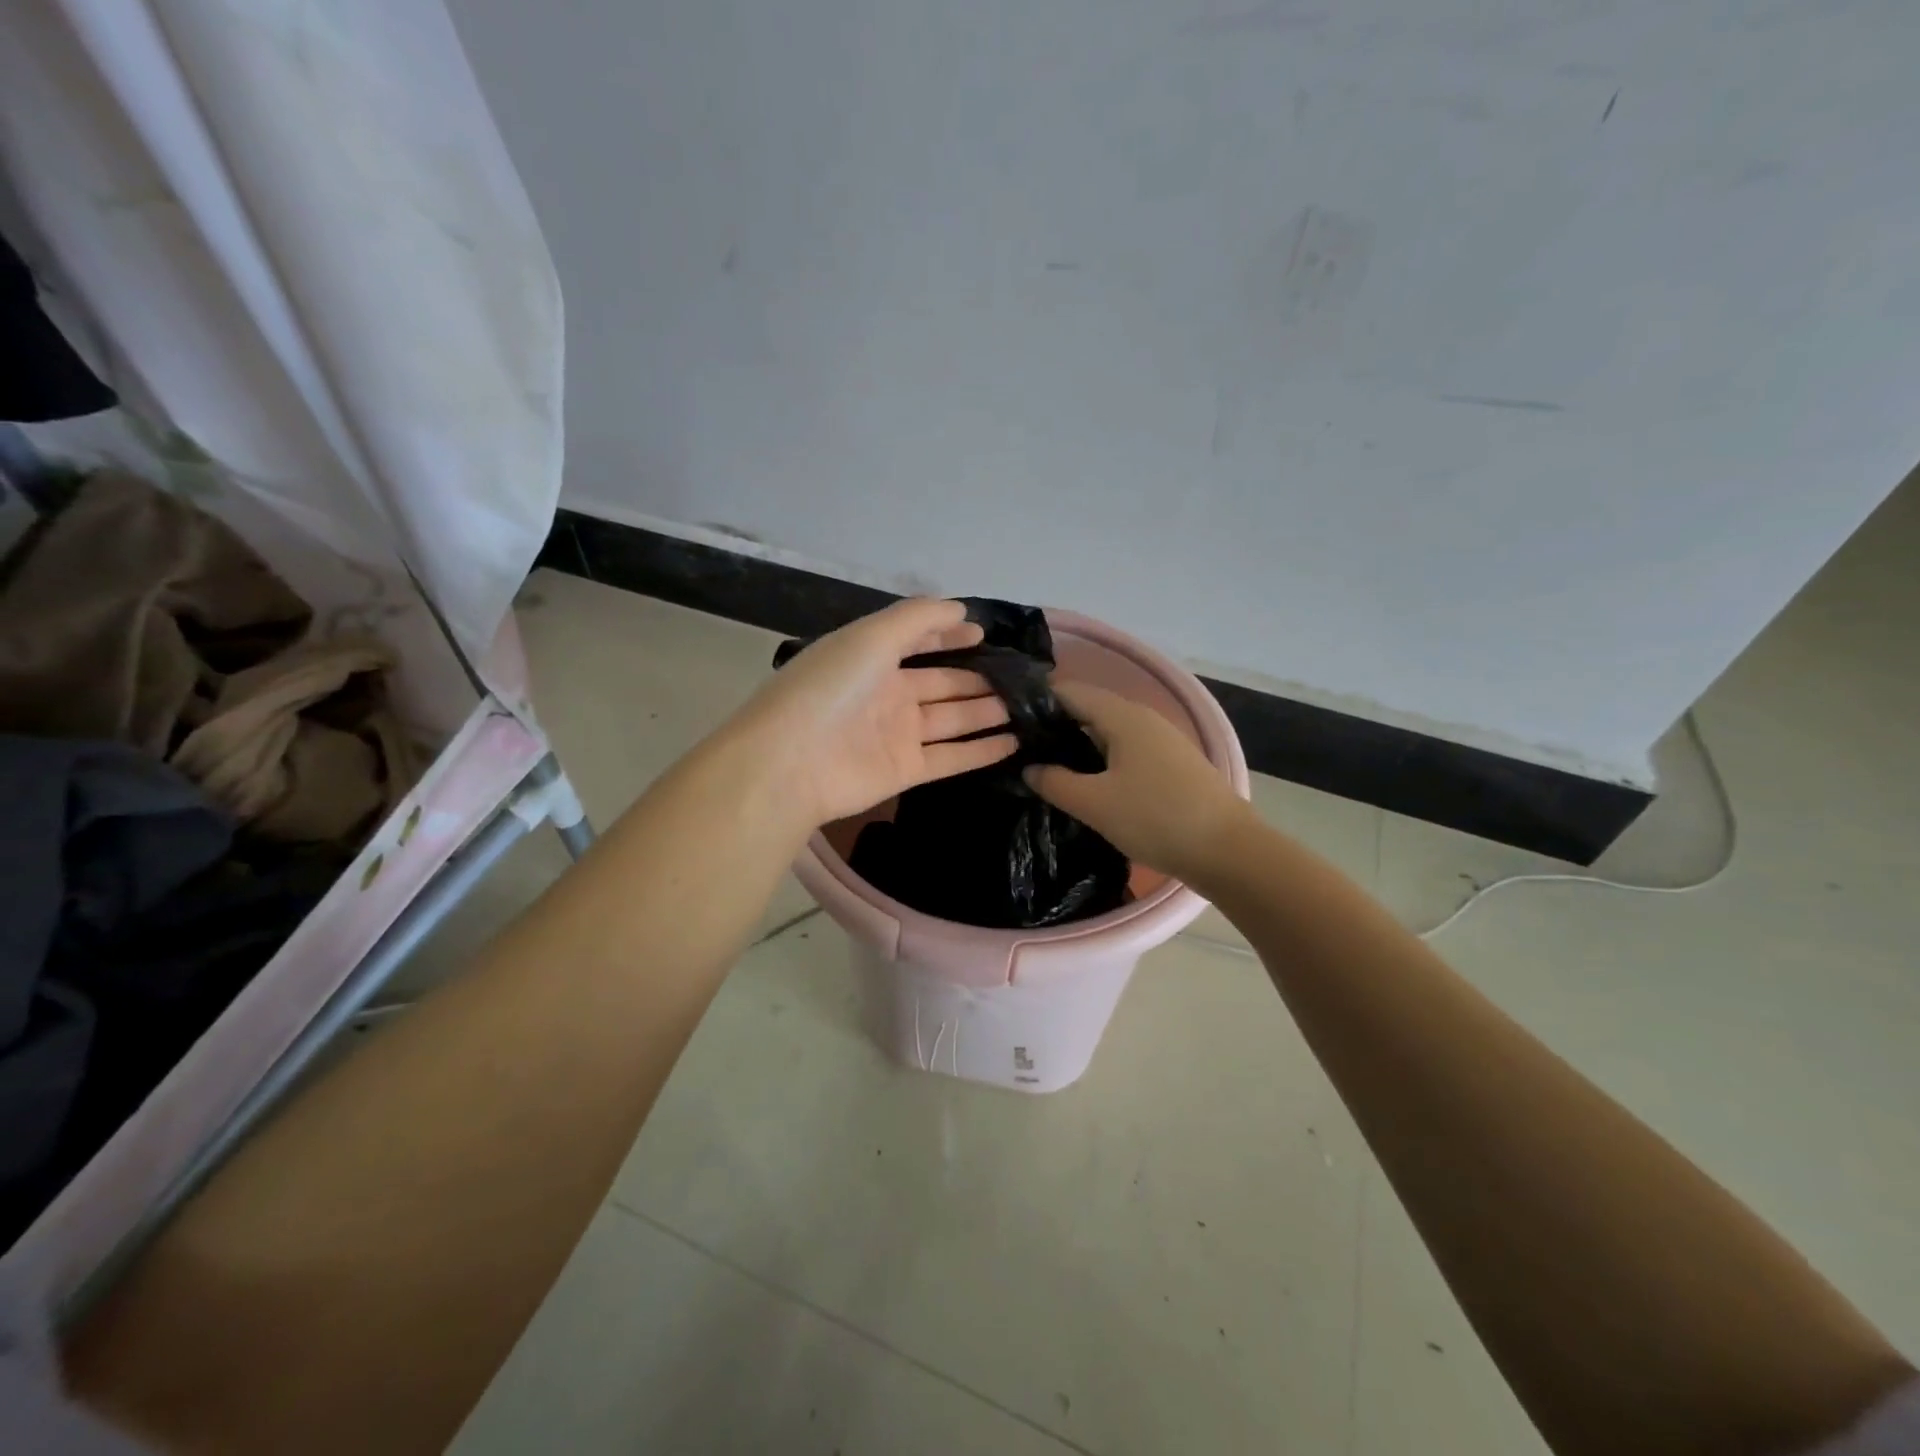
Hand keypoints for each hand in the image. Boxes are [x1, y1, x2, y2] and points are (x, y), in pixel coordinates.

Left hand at [731, 598, 1018, 829]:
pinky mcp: (906, 771)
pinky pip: (952, 758)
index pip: (917, 642)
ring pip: (951, 720)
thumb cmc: (830, 688)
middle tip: (1019, 676)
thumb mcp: (871, 637)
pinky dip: (981, 751)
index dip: (948, 636)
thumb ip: (918, 619)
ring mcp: (897, 735)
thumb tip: (961, 610)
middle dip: (977, 678)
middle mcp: (886, 695)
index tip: (984, 634)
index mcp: (872, 658)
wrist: (790, 762)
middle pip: (941, 683)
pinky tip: (1013, 743)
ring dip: (985, 712)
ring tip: (1025, 706)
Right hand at [1024, 681, 1251, 884]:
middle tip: (1021, 750)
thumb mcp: (1094, 803)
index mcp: (1122, 716)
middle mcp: (1143, 718)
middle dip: (1055, 725)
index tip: (1007, 722)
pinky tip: (1090, 784)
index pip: (1069, 692)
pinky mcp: (1173, 763)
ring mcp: (1162, 740)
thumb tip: (1030, 768)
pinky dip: (1102, 758)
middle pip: (1089, 709)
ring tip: (1050, 768)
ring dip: (1079, 745)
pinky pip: (1126, 750)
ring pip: (1109, 731)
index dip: (1036, 703)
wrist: (1228, 850)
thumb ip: (1055, 782)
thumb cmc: (1155, 818)